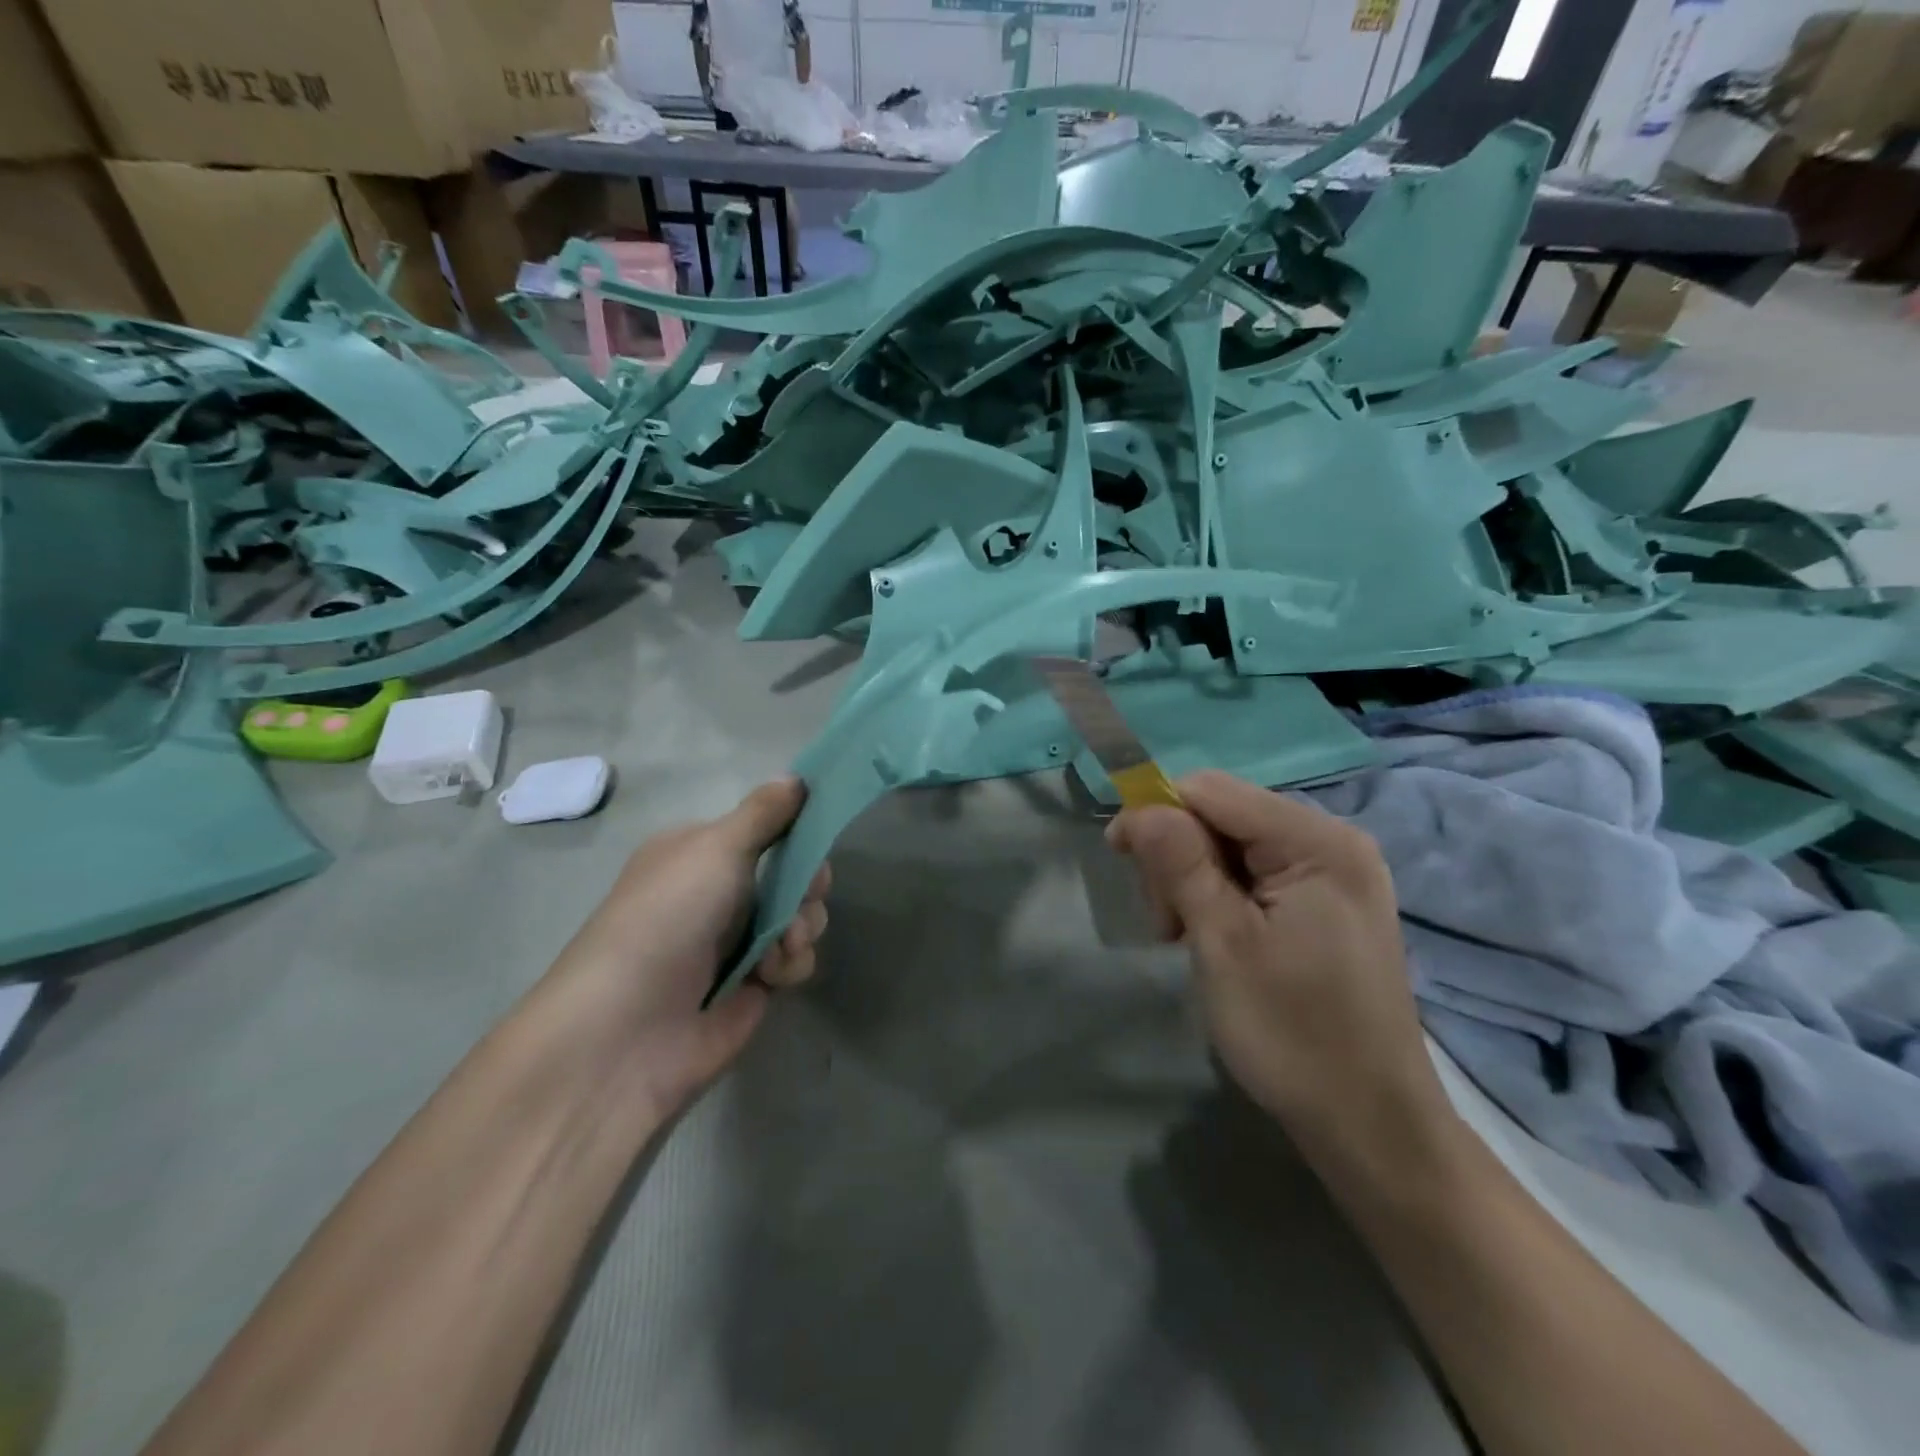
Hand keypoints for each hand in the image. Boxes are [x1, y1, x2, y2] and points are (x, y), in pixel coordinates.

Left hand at [539, 778, 828, 1122]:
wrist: (630, 1028)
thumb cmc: (670, 916)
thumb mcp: (716, 847)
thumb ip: (764, 813)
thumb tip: (796, 777)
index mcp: (701, 853)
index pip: (766, 830)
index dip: (798, 833)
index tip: (818, 837)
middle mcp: (719, 893)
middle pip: (793, 874)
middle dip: (808, 885)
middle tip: (805, 895)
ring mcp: (737, 942)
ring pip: (801, 917)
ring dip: (802, 926)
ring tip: (782, 945)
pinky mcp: (754, 986)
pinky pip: (796, 960)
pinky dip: (792, 963)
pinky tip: (771, 976)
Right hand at [1109, 771, 1454, 1164]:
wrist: (1371, 1124)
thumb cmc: (1293, 1034)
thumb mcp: (1222, 943)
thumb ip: (1179, 863)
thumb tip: (1138, 807)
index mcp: (1316, 841)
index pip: (1210, 790)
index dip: (1157, 813)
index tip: (1121, 860)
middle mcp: (1333, 841)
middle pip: (1222, 813)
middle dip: (1178, 856)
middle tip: (1168, 925)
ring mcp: (1336, 872)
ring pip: (1233, 843)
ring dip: (1194, 879)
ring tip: (1189, 938)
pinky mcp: (1329, 901)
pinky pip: (1257, 872)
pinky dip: (1222, 895)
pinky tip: (1217, 937)